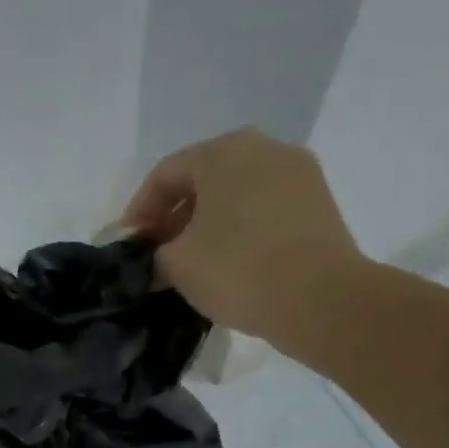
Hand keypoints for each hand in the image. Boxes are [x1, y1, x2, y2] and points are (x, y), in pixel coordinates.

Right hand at [120, 128, 366, 345]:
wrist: (319, 298)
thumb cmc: (237, 269)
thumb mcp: (177, 265)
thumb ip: (155, 256)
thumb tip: (156, 263)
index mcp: (224, 151)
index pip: (165, 174)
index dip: (139, 211)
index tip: (128, 246)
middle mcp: (264, 149)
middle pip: (204, 180)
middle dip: (174, 217)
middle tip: (157, 255)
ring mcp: (297, 174)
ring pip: (235, 195)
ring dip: (206, 225)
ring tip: (191, 264)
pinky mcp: (318, 205)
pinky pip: (263, 211)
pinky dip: (238, 231)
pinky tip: (228, 265)